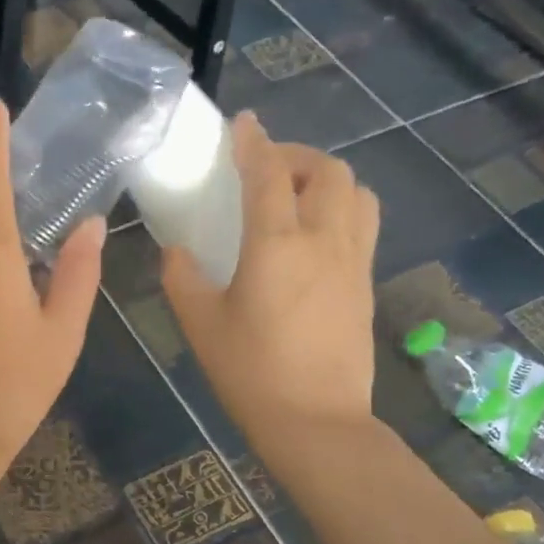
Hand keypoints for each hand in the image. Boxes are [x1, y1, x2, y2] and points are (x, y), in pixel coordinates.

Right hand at [162, 113, 379, 449]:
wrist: (315, 420)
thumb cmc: (248, 372)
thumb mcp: (200, 323)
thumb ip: (182, 277)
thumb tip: (177, 250)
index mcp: (277, 245)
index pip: (268, 174)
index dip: (254, 143)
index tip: (242, 123)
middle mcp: (324, 239)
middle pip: (326, 171)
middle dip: (295, 155)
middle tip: (264, 167)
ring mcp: (353, 260)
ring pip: (356, 191)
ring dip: (325, 178)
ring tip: (295, 194)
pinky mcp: (366, 283)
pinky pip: (363, 222)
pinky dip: (340, 206)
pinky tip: (314, 233)